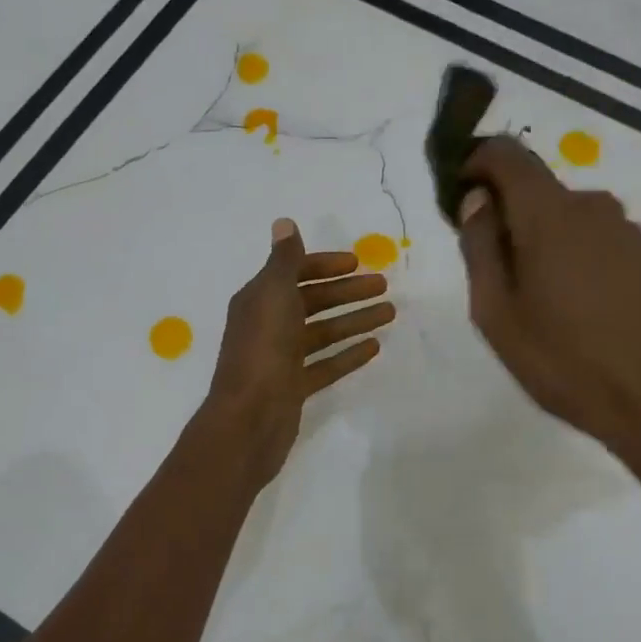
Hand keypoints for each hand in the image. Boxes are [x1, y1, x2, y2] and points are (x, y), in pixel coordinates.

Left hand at [205, 218, 393, 488]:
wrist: (250, 419)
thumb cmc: (263, 350)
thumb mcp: (274, 295)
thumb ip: (284, 260)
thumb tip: (283, 223)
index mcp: (259, 299)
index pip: (294, 272)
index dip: (325, 265)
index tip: (358, 264)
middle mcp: (268, 324)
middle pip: (312, 301)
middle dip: (347, 292)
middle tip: (385, 287)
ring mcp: (281, 358)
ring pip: (322, 332)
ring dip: (354, 320)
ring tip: (390, 314)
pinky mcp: (293, 386)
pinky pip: (325, 364)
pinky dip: (347, 354)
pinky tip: (374, 348)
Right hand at [455, 137, 640, 485]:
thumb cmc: (564, 363)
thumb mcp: (496, 315)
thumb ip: (479, 248)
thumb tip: (476, 200)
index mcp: (549, 216)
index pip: (508, 155)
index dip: (479, 162)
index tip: (464, 192)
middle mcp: (596, 209)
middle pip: (543, 192)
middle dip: (515, 218)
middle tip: (503, 276)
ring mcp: (635, 233)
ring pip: (578, 220)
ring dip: (554, 243)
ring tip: (551, 303)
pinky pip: (610, 245)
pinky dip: (590, 262)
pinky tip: (594, 312)